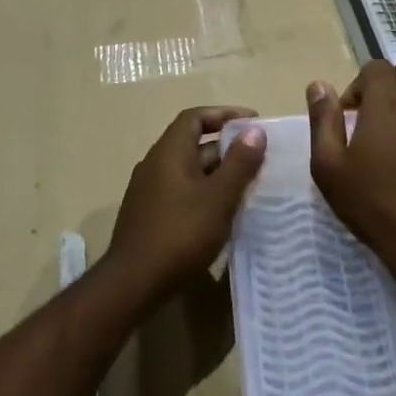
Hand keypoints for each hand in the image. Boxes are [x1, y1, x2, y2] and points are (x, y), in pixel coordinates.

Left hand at [105, 106, 267, 291]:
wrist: (135, 280)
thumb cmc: (181, 233)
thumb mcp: (218, 197)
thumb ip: (239, 163)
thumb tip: (254, 130)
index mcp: (169, 152)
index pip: (194, 118)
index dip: (224, 114)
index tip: (253, 122)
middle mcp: (155, 164)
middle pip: (192, 143)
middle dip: (226, 147)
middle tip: (259, 158)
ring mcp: (149, 191)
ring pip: (188, 171)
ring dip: (217, 173)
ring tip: (249, 185)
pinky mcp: (150, 215)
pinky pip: (181, 191)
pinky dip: (204, 193)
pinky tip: (224, 212)